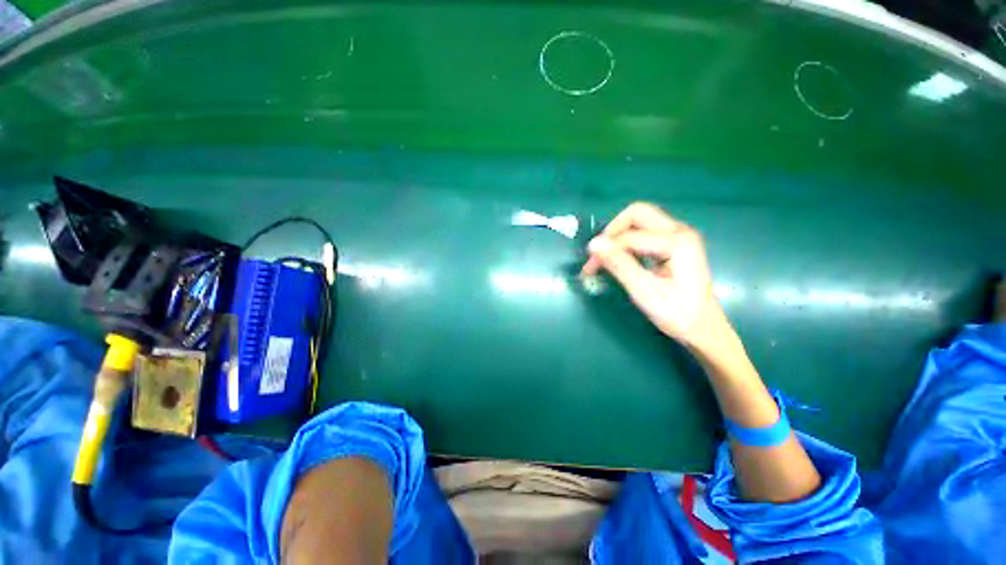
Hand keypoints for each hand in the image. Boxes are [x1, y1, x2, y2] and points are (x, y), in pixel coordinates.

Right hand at [581, 203, 726, 349]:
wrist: (703, 327)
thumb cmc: (677, 313)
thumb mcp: (645, 291)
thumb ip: (620, 265)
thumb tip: (594, 244)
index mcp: (678, 242)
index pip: (630, 236)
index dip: (606, 249)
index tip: (589, 268)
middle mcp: (680, 230)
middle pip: (637, 213)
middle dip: (612, 231)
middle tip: (599, 254)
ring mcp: (678, 234)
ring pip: (639, 220)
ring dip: (617, 236)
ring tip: (604, 258)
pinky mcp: (673, 242)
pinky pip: (643, 232)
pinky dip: (626, 242)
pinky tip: (619, 258)